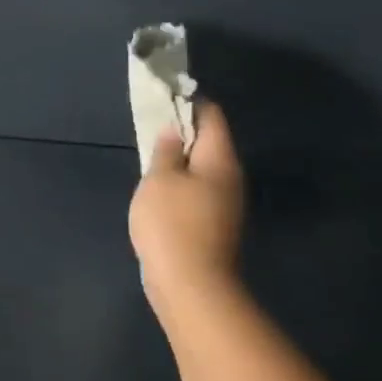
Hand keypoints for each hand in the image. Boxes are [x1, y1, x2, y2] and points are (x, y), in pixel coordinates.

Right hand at [129, 101, 245, 312]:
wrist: (191, 285)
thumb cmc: (172, 223)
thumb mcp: (159, 179)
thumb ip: (165, 150)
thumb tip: (173, 131)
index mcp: (220, 160)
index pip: (211, 116)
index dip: (189, 101)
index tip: (165, 95)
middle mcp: (231, 178)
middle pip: (210, 142)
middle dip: (183, 131)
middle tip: (151, 125)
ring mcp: (225, 204)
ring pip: (203, 169)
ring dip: (180, 159)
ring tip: (150, 156)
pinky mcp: (214, 225)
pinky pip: (198, 191)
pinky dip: (180, 183)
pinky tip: (159, 190)